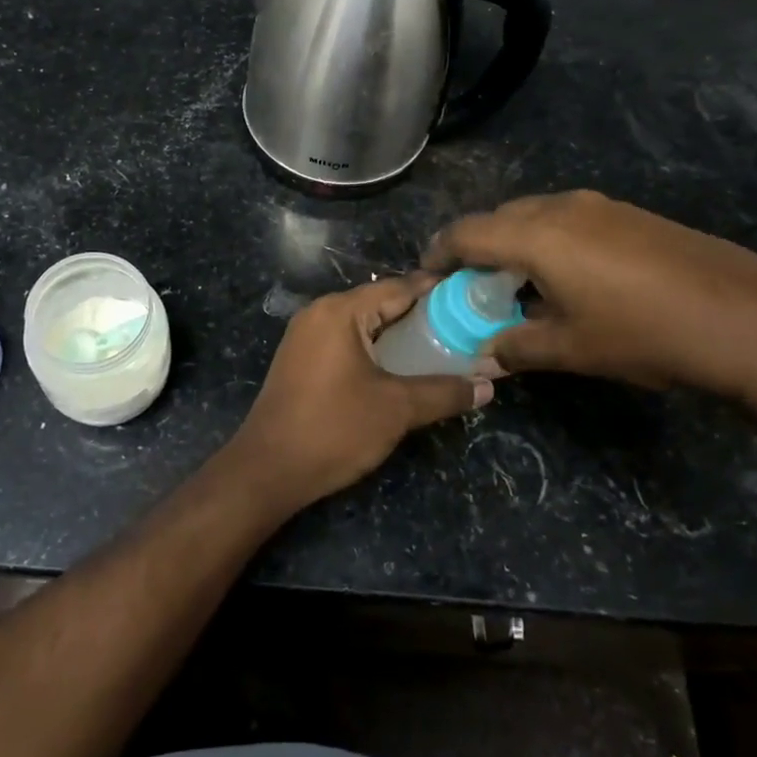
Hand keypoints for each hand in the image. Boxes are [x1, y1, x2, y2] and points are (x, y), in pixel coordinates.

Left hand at [227, 276, 490, 511]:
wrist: (268, 469)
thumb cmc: (334, 429)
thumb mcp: (396, 410)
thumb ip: (443, 392)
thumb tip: (488, 385)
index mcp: (340, 311)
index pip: (398, 287)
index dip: (436, 291)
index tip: (472, 298)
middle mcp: (319, 313)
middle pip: (379, 303)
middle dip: (421, 315)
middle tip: (464, 328)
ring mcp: (305, 336)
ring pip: (363, 324)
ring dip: (398, 334)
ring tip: (441, 348)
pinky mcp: (301, 359)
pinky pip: (346, 342)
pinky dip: (375, 349)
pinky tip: (400, 368)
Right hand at [424, 191, 756, 406]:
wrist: (753, 319)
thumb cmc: (647, 335)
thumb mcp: (572, 350)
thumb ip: (516, 347)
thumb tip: (484, 354)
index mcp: (536, 235)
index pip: (465, 233)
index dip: (438, 255)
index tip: (428, 281)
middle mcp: (561, 207)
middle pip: (497, 219)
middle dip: (476, 251)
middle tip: (473, 291)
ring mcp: (600, 206)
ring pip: (534, 217)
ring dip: (514, 246)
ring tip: (519, 287)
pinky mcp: (630, 214)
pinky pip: (568, 220)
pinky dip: (548, 243)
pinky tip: (569, 280)